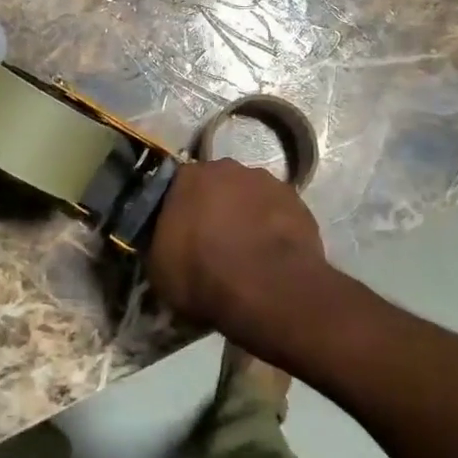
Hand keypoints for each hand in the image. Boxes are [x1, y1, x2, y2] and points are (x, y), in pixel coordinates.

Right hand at [147, 158, 342, 362]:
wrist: (267, 288)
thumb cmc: (203, 275)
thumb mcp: (159, 269)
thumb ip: (161, 244)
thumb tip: (167, 243)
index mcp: (189, 177)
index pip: (177, 186)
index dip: (179, 211)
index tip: (180, 235)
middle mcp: (228, 169)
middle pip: (218, 186)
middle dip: (216, 207)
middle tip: (214, 242)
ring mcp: (268, 182)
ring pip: (251, 196)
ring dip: (247, 216)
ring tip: (247, 252)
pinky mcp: (298, 202)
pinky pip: (278, 213)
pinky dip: (274, 228)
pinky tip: (272, 256)